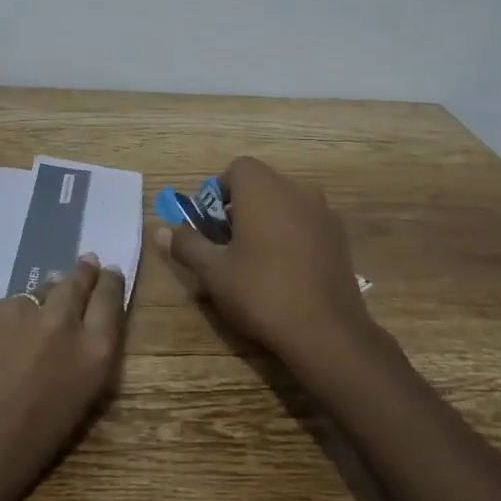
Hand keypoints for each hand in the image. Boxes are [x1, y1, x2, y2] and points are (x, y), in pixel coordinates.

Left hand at [0, 256, 126, 500]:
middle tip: (85, 264)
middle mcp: (58, 323)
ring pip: (28, 299)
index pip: (109, 302)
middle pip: (75, 284)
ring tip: (20, 328)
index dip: (110, 285)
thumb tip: (57, 349)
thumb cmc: (6, 467)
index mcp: (90, 357)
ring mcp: (12, 310)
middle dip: (81, 275)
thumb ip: (68, 372)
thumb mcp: (61, 420)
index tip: (110, 272)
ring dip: (31, 308)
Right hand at [161, 156, 372, 370]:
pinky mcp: (339, 236)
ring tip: (256, 260)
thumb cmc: (261, 292)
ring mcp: (323, 211)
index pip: (237, 169)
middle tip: (227, 245)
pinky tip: (286, 270)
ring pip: (285, 203)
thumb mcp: (214, 271)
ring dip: (267, 220)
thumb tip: (161, 231)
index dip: (218, 192)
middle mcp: (296, 189)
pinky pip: (306, 222)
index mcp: (263, 189)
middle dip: (240, 207)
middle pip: (261, 184)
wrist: (327, 331)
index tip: (211, 225)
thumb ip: (187, 244)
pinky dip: (292, 234)